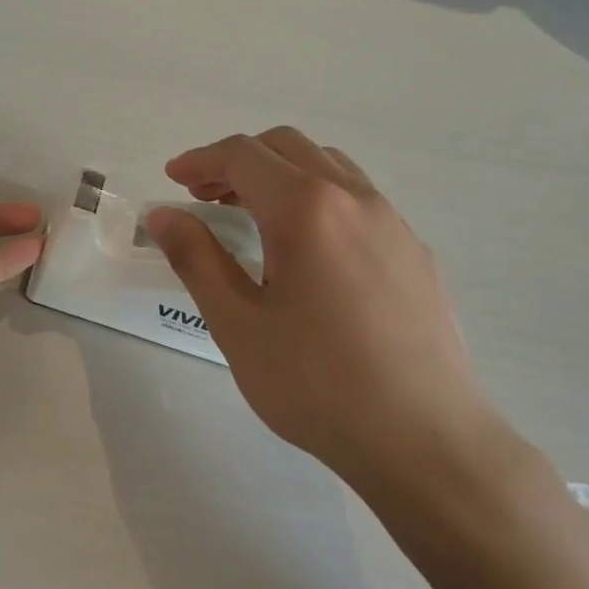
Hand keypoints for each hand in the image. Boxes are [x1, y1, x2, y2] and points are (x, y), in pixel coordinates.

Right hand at [145, 128, 503, 496]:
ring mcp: (393, 222)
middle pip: (287, 147)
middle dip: (238, 161)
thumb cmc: (317, 383)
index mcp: (306, 208)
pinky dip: (318, 198)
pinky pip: (359, 199)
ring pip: (328, 166)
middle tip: (204, 196)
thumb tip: (162, 215)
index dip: (200, 160)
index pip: (243, 155)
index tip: (172, 180)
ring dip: (280, 174)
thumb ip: (196, 259)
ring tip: (252, 214)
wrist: (426, 441)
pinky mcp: (416, 252)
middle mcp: (354, 198)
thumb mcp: (238, 324)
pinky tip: (308, 250)